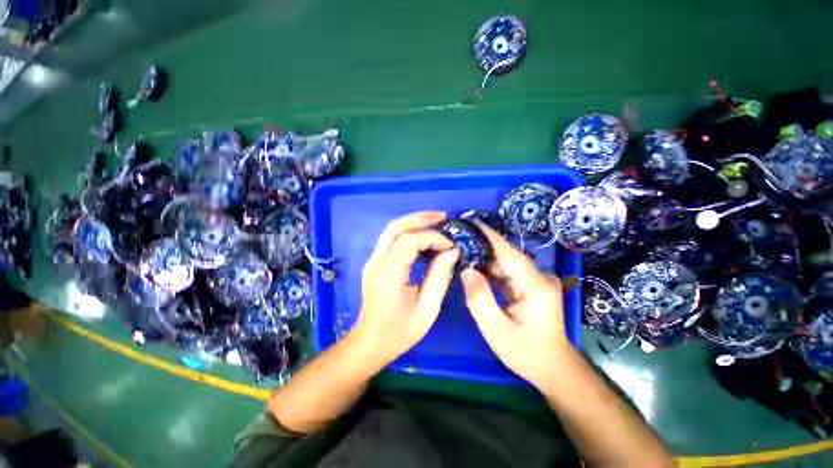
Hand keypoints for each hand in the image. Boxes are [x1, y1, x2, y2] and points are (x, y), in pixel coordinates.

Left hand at [352, 211, 458, 366]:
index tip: (451, 246)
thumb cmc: (399, 332)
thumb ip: (439, 278)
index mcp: (388, 275)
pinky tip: (423, 234)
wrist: (369, 343)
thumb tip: (452, 252)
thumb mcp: (427, 310)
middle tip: (443, 217)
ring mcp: (373, 260)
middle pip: (396, 227)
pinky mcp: (374, 262)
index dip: (433, 238)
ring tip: (436, 221)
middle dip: (421, 218)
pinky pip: (391, 238)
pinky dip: (408, 231)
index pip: (409, 241)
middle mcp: (377, 262)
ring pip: (391, 229)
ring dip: (414, 221)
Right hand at [461, 223, 570, 388]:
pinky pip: (506, 272)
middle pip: (506, 255)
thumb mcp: (497, 331)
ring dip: (484, 258)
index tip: (470, 222)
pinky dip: (490, 269)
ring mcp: (535, 281)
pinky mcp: (529, 286)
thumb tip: (466, 270)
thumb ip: (480, 299)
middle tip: (457, 239)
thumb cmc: (527, 353)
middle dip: (481, 246)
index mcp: (535, 285)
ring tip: (461, 251)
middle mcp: (538, 277)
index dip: (489, 236)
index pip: (508, 252)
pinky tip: (473, 267)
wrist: (553, 369)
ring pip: (505, 263)